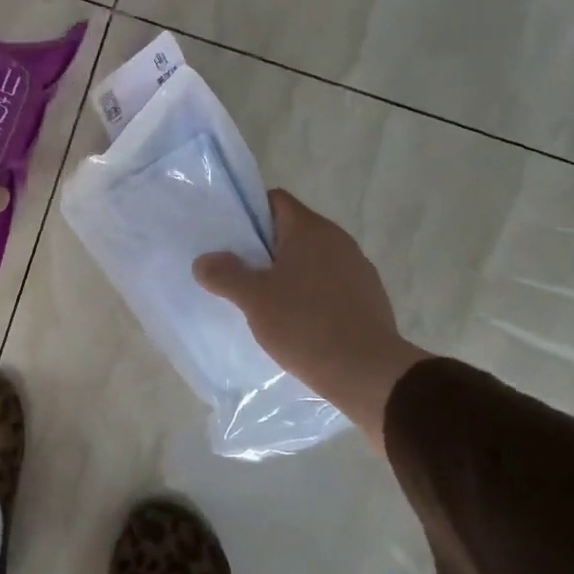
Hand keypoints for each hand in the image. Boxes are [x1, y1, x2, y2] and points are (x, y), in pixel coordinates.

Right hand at [193, 189, 426, 453]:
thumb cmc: (305, 324)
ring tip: (265, 303)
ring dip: (288, 275)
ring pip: (312, 261)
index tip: (230, 240)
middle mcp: (339, 241)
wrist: (368, 372)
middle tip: (239, 274)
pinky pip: (330, 286)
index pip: (276, 201)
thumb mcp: (254, 299)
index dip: (250, 214)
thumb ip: (225, 274)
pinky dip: (310, 296)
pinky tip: (297, 324)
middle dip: (264, 250)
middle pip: (292, 231)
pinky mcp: (369, 299)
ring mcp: (358, 269)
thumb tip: (204, 261)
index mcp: (311, 230)